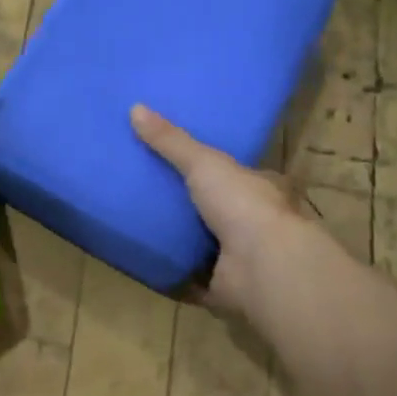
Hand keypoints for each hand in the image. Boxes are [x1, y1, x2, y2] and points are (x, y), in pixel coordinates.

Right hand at [131, 104, 303, 316]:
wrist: (261, 266)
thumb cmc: (242, 206)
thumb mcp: (204, 163)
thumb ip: (171, 141)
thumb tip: (135, 108)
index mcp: (259, 189)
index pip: (234, 174)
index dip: (209, 168)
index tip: (177, 162)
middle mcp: (253, 223)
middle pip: (215, 210)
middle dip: (187, 205)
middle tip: (146, 193)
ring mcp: (239, 258)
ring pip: (202, 245)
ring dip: (178, 240)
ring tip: (138, 226)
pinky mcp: (222, 287)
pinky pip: (190, 279)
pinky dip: (171, 273)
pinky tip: (144, 263)